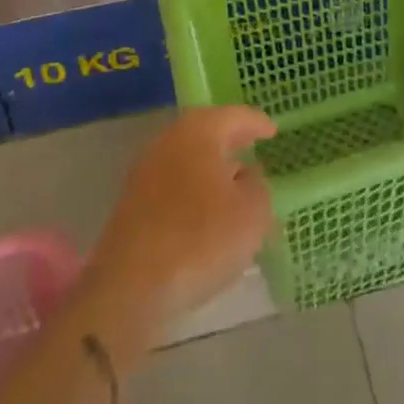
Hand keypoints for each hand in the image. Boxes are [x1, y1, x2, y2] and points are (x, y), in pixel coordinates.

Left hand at [85, 107, 276, 346]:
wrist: (131, 287)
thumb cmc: (201, 239)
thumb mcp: (252, 214)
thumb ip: (257, 187)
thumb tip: (246, 176)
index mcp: (199, 132)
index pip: (234, 116)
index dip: (256, 123)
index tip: (272, 130)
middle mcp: (169, 141)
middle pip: (205, 132)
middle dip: (229, 140)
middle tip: (251, 145)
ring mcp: (145, 172)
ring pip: (187, 159)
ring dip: (210, 167)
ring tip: (232, 182)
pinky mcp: (132, 204)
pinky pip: (172, 184)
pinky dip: (192, 189)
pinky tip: (205, 212)